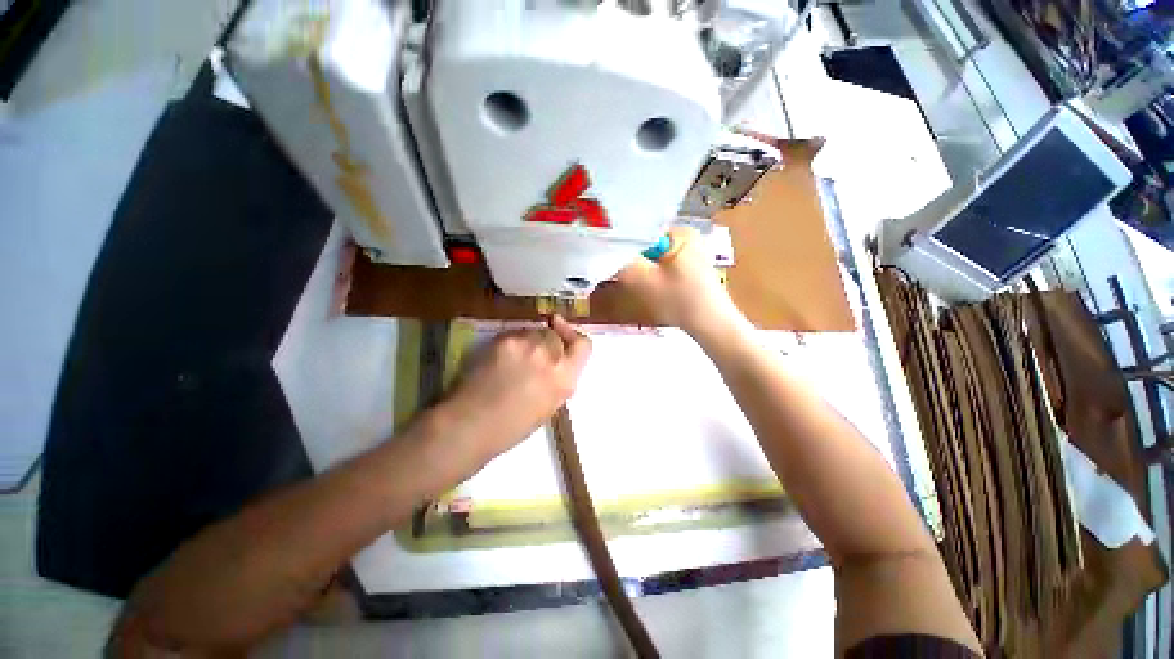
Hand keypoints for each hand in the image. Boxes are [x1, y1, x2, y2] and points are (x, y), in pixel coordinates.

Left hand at [445, 315, 591, 462]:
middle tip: (533, 353)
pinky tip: (498, 358)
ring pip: (534, 331)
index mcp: (565, 378)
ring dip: (529, 340)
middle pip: (555, 334)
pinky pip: (514, 333)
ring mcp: (527, 345)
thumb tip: (556, 366)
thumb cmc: (511, 427)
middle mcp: (550, 355)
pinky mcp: (504, 339)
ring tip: (513, 358)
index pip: (583, 344)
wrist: (470, 424)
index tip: (562, 329)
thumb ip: (558, 381)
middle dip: (547, 341)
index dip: (573, 336)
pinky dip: (511, 342)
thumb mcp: (549, 407)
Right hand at [618, 227, 743, 335]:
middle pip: (645, 241)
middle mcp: (686, 235)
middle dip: (631, 256)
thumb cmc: (679, 302)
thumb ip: (620, 262)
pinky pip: (662, 262)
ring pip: (652, 253)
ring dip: (640, 266)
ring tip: (633, 281)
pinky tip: (649, 285)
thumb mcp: (643, 281)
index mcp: (679, 231)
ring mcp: (690, 250)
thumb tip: (602, 249)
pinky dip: (652, 271)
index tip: (607, 257)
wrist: (711, 326)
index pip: (639, 228)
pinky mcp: (689, 264)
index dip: (621, 243)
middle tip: (619, 273)